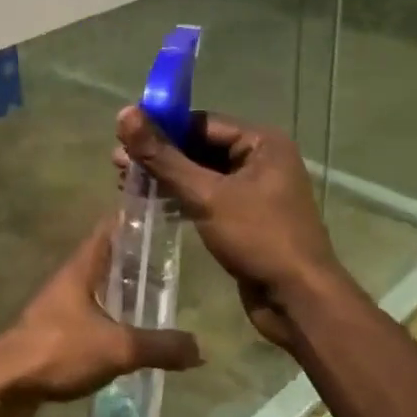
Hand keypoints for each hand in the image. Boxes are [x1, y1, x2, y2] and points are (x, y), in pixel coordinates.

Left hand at [0, 221, 203, 416]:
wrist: (5, 385)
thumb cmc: (59, 350)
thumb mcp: (118, 347)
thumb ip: (160, 346)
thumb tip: (201, 348)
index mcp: (82, 267)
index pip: (109, 228)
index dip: (132, 216)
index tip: (160, 210)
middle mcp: (70, 280)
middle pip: (106, 259)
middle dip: (136, 258)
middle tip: (171, 262)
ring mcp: (59, 307)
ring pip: (98, 289)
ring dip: (123, 292)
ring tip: (157, 299)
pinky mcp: (55, 333)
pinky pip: (91, 318)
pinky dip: (112, 320)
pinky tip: (130, 337)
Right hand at [115, 107, 344, 350]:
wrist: (298, 301)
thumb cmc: (258, 238)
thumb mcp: (206, 195)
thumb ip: (163, 156)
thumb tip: (125, 114)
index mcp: (262, 142)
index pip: (201, 123)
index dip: (162, 128)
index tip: (124, 137)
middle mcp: (261, 159)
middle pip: (200, 147)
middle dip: (160, 155)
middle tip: (118, 165)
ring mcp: (255, 190)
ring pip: (202, 174)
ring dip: (167, 178)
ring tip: (127, 184)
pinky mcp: (246, 218)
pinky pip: (208, 197)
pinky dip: (181, 198)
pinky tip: (151, 204)